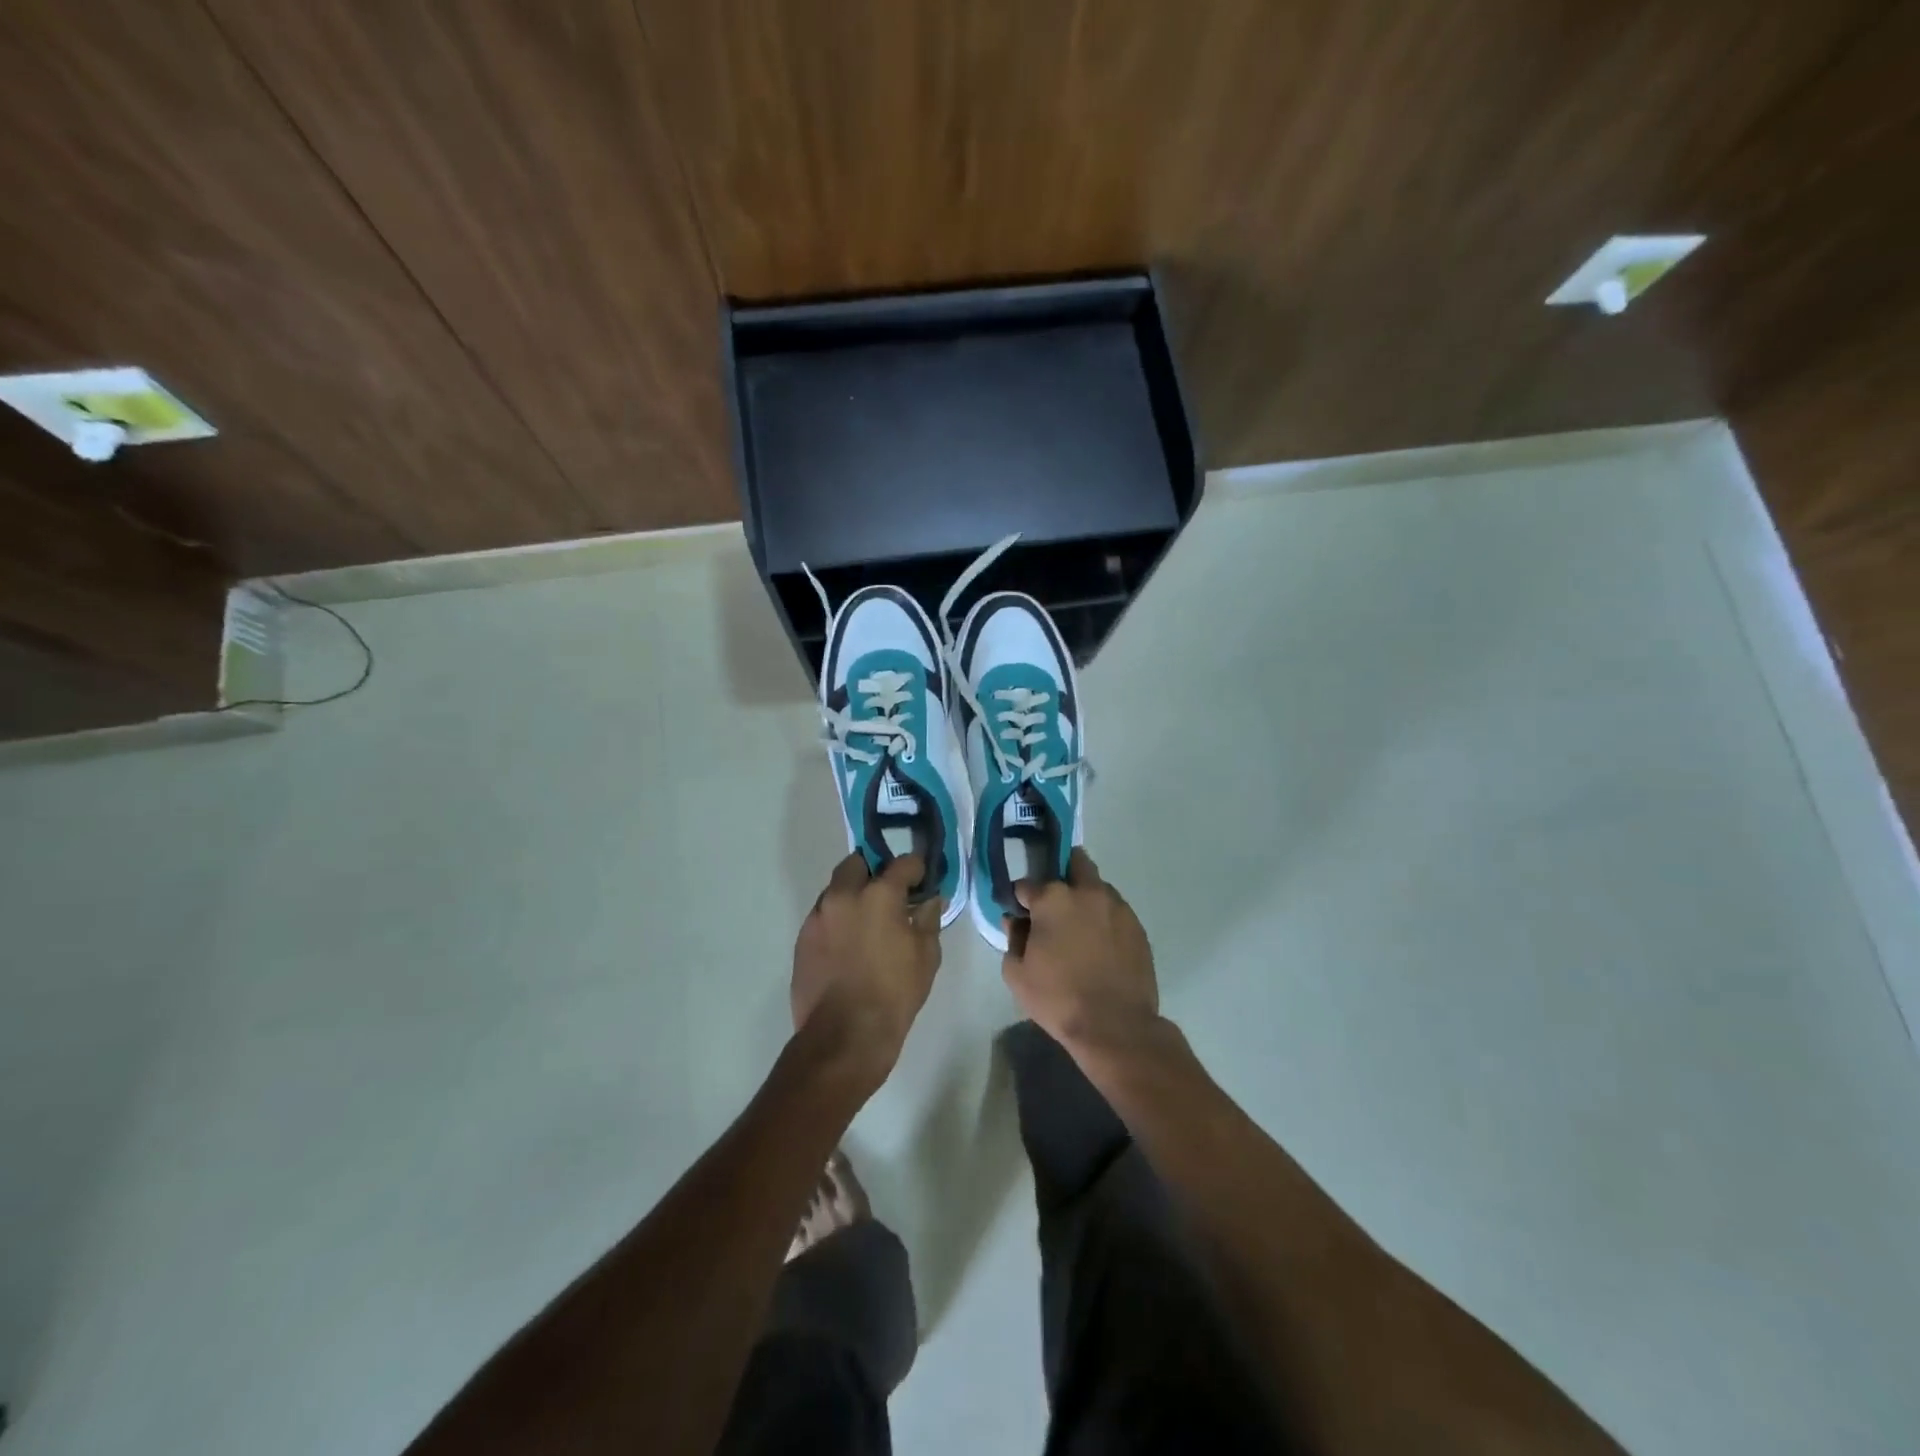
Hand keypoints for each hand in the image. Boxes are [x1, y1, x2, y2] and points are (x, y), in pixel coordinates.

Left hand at [791, 852, 943, 1088]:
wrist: (844, 1035)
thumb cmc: (894, 993)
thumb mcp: (926, 956)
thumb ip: (928, 919)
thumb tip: (930, 900)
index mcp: (879, 894)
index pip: (903, 862)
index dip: (916, 868)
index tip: (921, 879)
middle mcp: (844, 895)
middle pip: (858, 863)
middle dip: (874, 871)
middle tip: (889, 894)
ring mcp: (818, 915)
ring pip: (836, 889)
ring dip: (852, 895)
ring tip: (867, 921)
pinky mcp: (802, 938)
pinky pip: (823, 915)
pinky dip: (837, 919)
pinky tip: (848, 944)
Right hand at [1002, 849, 1159, 1056]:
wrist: (1115, 1026)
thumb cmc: (1058, 998)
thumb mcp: (1017, 973)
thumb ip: (1013, 939)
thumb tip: (1016, 921)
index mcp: (1053, 899)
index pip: (1028, 884)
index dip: (1020, 898)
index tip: (1020, 913)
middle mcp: (1087, 892)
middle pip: (1075, 862)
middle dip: (1062, 873)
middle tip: (1054, 903)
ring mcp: (1117, 907)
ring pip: (1098, 887)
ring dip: (1085, 897)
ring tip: (1080, 928)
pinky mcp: (1137, 926)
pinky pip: (1115, 911)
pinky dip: (1104, 919)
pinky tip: (1100, 944)